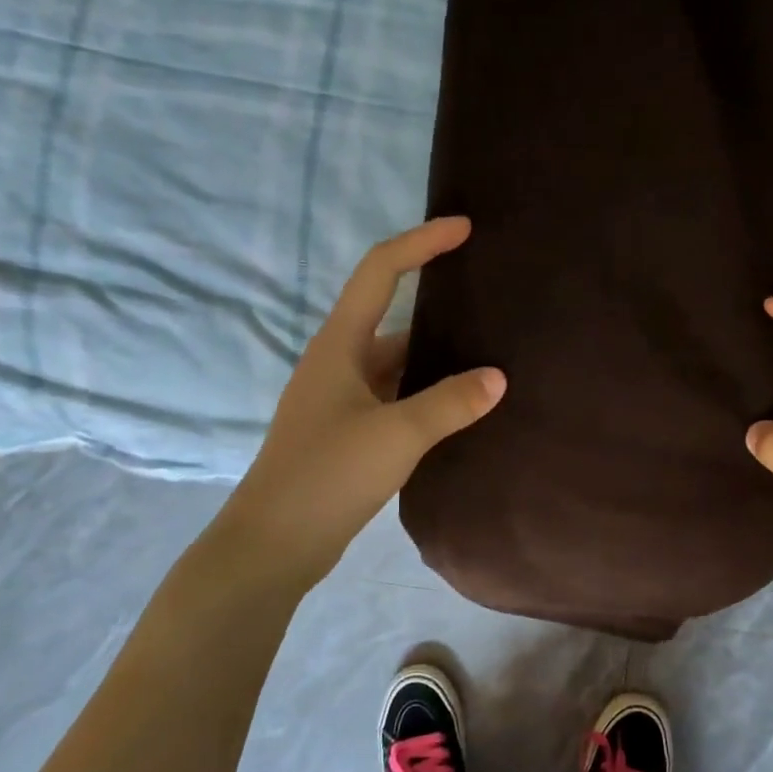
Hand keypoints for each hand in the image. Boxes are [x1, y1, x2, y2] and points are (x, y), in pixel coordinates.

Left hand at [217, 217, 504, 595]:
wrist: (274, 543)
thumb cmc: (328, 475)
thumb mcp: (397, 435)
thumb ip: (450, 403)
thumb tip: (498, 377)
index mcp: (340, 346)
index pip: (380, 272)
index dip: (421, 243)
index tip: (463, 228)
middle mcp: (338, 363)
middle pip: (391, 317)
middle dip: (437, 305)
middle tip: (490, 302)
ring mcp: (340, 400)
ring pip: (396, 364)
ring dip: (436, 359)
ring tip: (488, 355)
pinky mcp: (347, 433)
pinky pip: (395, 398)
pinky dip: (426, 395)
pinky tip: (460, 408)